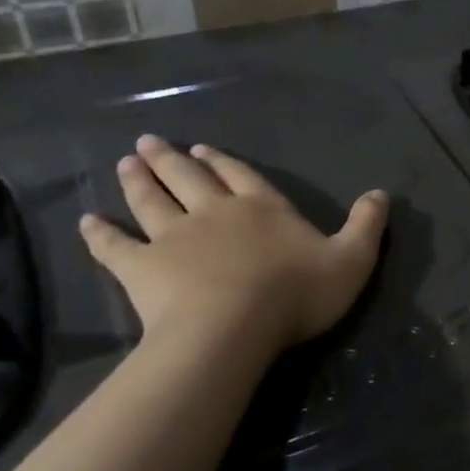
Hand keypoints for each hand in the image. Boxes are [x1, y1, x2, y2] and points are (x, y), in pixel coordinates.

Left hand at [80, 135, 387, 354]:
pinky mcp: (142, 269)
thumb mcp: (352, 259)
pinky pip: (114, 246)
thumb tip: (381, 193)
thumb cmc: (297, 293)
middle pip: (189, 179)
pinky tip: (87, 221)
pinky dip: (99, 233)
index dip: (224, 162)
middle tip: (149, 142)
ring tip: (125, 162)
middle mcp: (215, 212)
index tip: (203, 148)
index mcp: (263, 208)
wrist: (233, 327)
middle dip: (172, 160)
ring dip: (138, 181)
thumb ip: (367, 225)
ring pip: (151, 201)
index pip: (242, 176)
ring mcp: (173, 238)